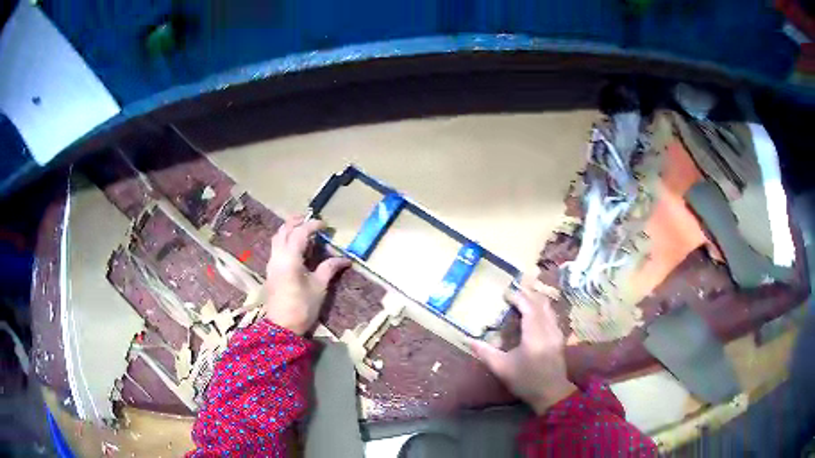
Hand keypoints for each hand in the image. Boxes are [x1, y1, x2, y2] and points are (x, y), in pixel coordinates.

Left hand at [263, 215, 350, 334]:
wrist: (283, 326)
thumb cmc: (302, 307)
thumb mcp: (319, 287)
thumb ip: (329, 268)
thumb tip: (344, 259)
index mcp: (290, 259)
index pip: (300, 233)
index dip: (312, 226)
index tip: (325, 226)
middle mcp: (277, 257)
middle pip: (283, 231)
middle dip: (296, 222)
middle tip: (310, 220)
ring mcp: (272, 264)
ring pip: (277, 238)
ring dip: (288, 230)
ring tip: (302, 230)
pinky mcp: (271, 271)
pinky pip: (276, 248)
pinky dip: (285, 240)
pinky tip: (295, 247)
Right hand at [469, 284, 575, 413]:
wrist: (551, 393)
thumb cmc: (526, 381)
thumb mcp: (502, 368)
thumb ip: (486, 352)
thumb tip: (469, 340)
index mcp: (534, 335)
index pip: (529, 307)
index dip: (518, 298)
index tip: (506, 294)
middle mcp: (549, 329)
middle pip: (541, 304)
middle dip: (528, 295)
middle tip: (514, 292)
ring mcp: (557, 333)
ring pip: (549, 309)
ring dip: (537, 301)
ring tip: (524, 298)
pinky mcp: (560, 338)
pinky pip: (552, 316)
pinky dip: (543, 309)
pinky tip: (535, 313)